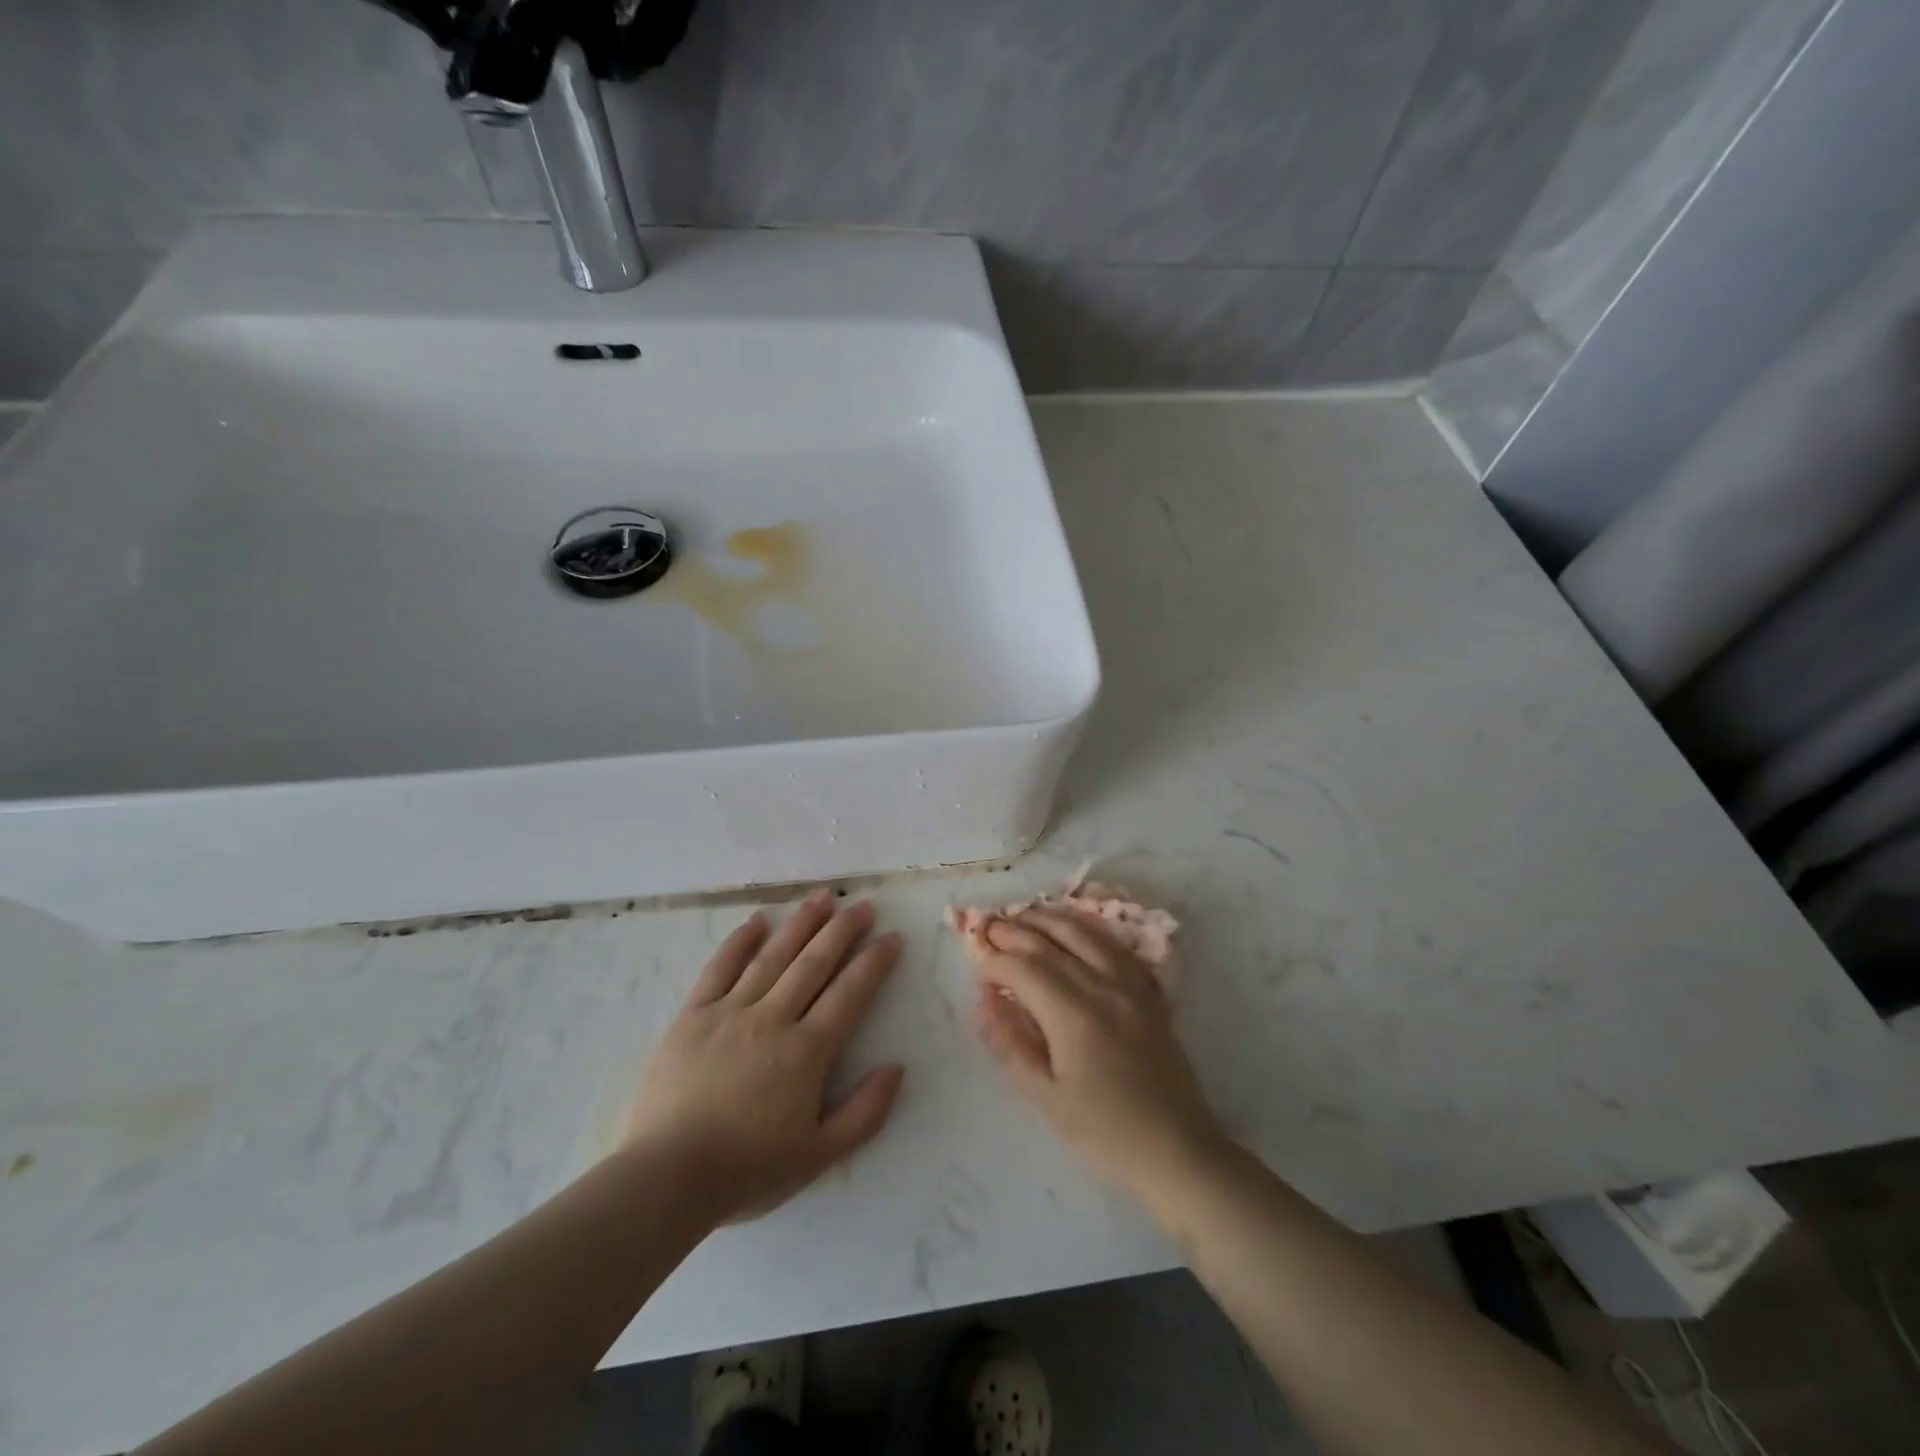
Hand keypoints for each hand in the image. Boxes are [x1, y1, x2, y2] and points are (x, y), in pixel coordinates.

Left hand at [623, 892, 904, 1224]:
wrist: (667, 1179)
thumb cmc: (748, 1169)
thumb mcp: (821, 1156)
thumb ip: (865, 1112)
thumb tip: (896, 1068)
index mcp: (807, 1051)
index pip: (850, 993)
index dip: (874, 962)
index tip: (891, 937)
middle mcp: (773, 1018)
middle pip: (814, 963)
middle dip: (843, 930)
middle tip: (862, 905)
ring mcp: (730, 1011)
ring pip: (773, 956)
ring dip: (800, 923)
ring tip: (822, 897)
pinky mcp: (693, 1015)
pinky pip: (719, 968)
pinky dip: (739, 941)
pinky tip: (757, 920)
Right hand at [971, 909, 1227, 1203]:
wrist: (1178, 1151)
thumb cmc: (1105, 1133)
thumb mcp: (1046, 1098)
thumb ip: (1010, 1044)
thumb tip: (984, 1001)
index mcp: (1073, 1014)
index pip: (1024, 968)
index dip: (995, 960)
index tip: (977, 965)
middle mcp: (1103, 987)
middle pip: (1052, 942)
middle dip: (1015, 930)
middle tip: (988, 926)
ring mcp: (1131, 985)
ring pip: (1085, 934)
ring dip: (1050, 919)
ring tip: (1024, 915)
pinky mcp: (1149, 993)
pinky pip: (1114, 946)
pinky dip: (1088, 929)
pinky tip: (1075, 929)